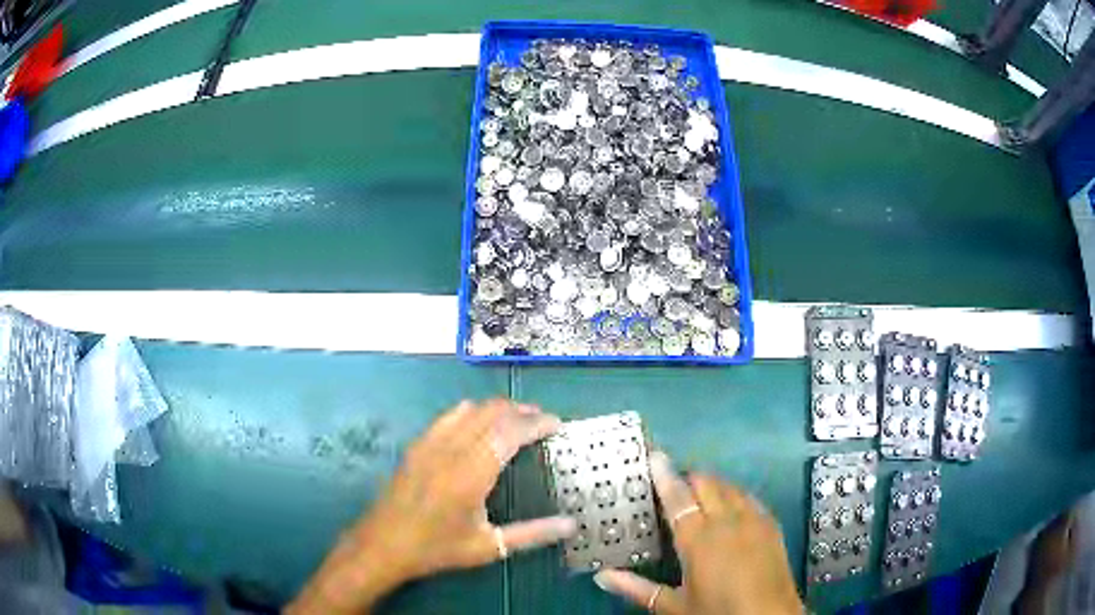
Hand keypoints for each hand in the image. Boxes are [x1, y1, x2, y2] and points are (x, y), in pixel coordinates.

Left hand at [288, 399, 576, 613]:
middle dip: (521, 410)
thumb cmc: (437, 549)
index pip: (510, 432)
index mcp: (472, 473)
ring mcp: (431, 443)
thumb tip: (570, 525)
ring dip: (497, 408)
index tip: (557, 424)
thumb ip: (532, 534)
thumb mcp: (488, 547)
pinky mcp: (417, 445)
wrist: (384, 544)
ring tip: (516, 419)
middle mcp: (452, 450)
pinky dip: (472, 412)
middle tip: (542, 420)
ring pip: (470, 409)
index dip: (536, 422)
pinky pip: (449, 415)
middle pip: (492, 412)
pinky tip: (478, 424)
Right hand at [594, 452, 801, 614]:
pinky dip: (734, 495)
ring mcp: (753, 520)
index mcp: (699, 539)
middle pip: (706, 483)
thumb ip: (638, 588)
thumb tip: (601, 576)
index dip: (665, 475)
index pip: (678, 497)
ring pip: (730, 487)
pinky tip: (729, 508)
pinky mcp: (771, 525)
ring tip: (697, 494)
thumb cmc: (717, 612)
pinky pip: (749, 498)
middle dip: (688, 477)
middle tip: (671, 484)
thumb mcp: (674, 606)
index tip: (654, 456)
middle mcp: (727, 521)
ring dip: (712, 485)